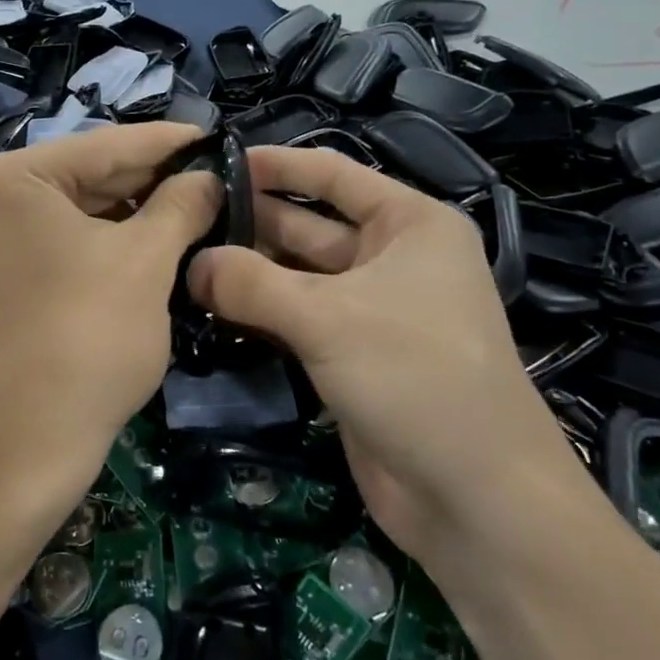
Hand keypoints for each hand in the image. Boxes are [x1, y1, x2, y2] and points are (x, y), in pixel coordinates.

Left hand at [0, 122, 218, 521]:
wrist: (18, 453)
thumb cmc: (87, 342)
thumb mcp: (146, 263)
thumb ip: (181, 204)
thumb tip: (209, 177)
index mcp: (1, 180)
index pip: (100, 147)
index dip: (164, 143)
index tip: (211, 137)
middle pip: (73, 180)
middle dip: (140, 182)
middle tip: (201, 179)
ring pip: (53, 216)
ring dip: (114, 216)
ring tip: (175, 212)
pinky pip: (32, 249)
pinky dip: (79, 247)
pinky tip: (125, 248)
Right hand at [187, 147, 583, 556]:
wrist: (476, 497)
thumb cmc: (416, 376)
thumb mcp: (328, 318)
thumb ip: (252, 284)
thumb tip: (191, 264)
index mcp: (409, 225)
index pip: (333, 176)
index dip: (276, 165)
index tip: (216, 161)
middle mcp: (393, 259)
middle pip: (309, 226)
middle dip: (251, 222)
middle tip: (185, 219)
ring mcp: (372, 310)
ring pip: (298, 277)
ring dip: (249, 272)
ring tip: (184, 261)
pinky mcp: (352, 356)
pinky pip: (297, 320)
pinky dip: (259, 313)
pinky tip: (209, 307)